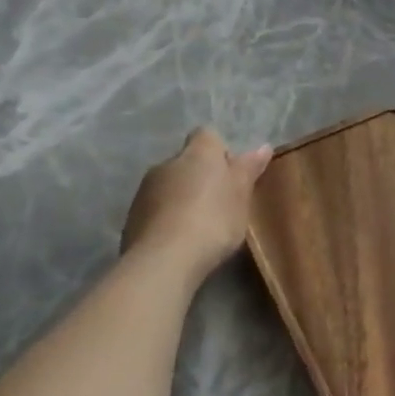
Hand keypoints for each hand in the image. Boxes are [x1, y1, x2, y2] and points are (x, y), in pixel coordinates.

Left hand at [120, 128, 272, 283]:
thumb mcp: (241, 196)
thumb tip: (262, 147)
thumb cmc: (214, 220)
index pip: (208, 136)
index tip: (234, 174)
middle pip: (188, 161)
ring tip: (202, 224)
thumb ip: (248, 169)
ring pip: (170, 185)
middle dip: (203, 176)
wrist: (165, 259)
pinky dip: (169, 216)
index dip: (221, 151)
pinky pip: (157, 208)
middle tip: (223, 202)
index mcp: (197, 154)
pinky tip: (181, 238)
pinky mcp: (132, 216)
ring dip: (184, 197)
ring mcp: (145, 189)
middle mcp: (167, 163)